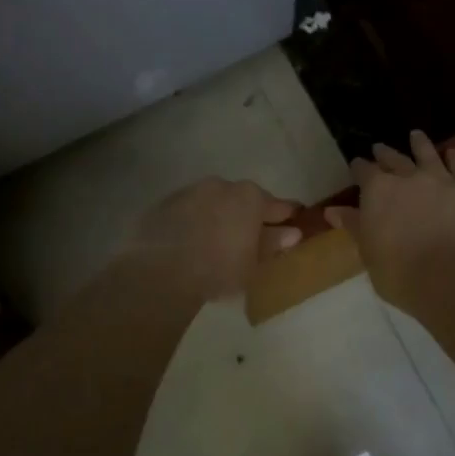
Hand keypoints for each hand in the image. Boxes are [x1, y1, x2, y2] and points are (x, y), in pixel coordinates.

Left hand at [126, 178, 303, 300]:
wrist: (160, 271)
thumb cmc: (219, 268)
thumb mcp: (253, 263)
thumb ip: (272, 244)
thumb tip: (291, 233)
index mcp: (250, 197)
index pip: (276, 205)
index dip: (286, 215)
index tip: (293, 220)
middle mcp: (221, 185)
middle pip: (242, 200)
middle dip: (248, 215)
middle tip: (251, 236)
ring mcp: (190, 191)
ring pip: (213, 202)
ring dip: (219, 216)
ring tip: (218, 241)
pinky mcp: (164, 204)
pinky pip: (188, 212)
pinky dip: (194, 222)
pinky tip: (192, 242)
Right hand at [328, 132, 454, 312]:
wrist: (454, 278)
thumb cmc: (401, 273)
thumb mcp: (369, 253)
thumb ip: (354, 226)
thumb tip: (332, 211)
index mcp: (377, 191)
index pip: (363, 171)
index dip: (358, 167)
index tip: (356, 165)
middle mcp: (407, 177)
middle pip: (393, 158)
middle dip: (384, 153)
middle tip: (379, 148)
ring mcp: (439, 180)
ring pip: (427, 153)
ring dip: (419, 144)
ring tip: (416, 135)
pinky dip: (454, 158)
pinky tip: (452, 153)